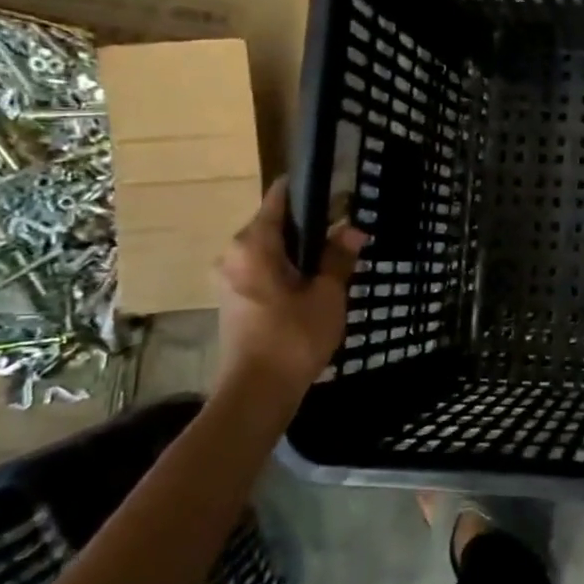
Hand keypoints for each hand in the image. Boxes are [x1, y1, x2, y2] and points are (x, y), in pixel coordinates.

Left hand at [214, 177, 366, 397]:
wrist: (257, 393)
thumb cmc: (293, 337)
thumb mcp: (327, 294)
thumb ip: (338, 257)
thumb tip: (352, 229)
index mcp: (253, 244)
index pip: (280, 197)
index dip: (310, 190)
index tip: (339, 191)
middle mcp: (234, 253)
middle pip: (276, 223)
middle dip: (312, 225)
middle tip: (348, 230)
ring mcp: (230, 277)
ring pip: (271, 249)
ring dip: (302, 250)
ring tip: (338, 257)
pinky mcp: (235, 299)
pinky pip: (265, 269)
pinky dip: (289, 269)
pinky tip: (316, 282)